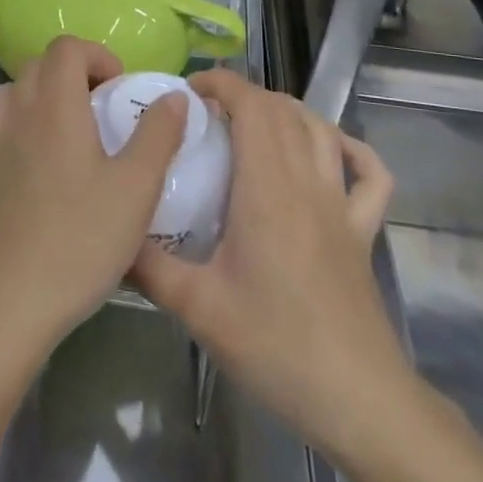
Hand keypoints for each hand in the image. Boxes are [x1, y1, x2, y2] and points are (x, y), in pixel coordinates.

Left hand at [0, 36, 187, 352]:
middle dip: (74, 71)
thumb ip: (157, 134)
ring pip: (16, 89)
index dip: (97, 55)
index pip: (66, 47)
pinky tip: (47, 160)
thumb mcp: (136, 189)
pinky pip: (2, 121)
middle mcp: (20, 113)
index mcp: (56, 107)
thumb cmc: (81, 240)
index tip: (119, 89)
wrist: (10, 301)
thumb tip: (174, 95)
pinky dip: (25, 119)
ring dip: (45, 93)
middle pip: (39, 63)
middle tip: (103, 108)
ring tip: (74, 129)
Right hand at [133, 71, 402, 453]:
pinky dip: (351, 149)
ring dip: (287, 112)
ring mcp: (341, 205)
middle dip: (244, 95)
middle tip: (207, 113)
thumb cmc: (275, 345)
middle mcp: (306, 182)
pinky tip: (331, 151)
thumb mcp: (197, 308)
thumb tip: (113, 235)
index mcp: (266, 188)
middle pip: (282, 110)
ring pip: (321, 130)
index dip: (223, 83)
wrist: (357, 398)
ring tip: (253, 123)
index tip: (189, 90)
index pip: (252, 106)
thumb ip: (148, 266)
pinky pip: (369, 174)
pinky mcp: (363, 231)